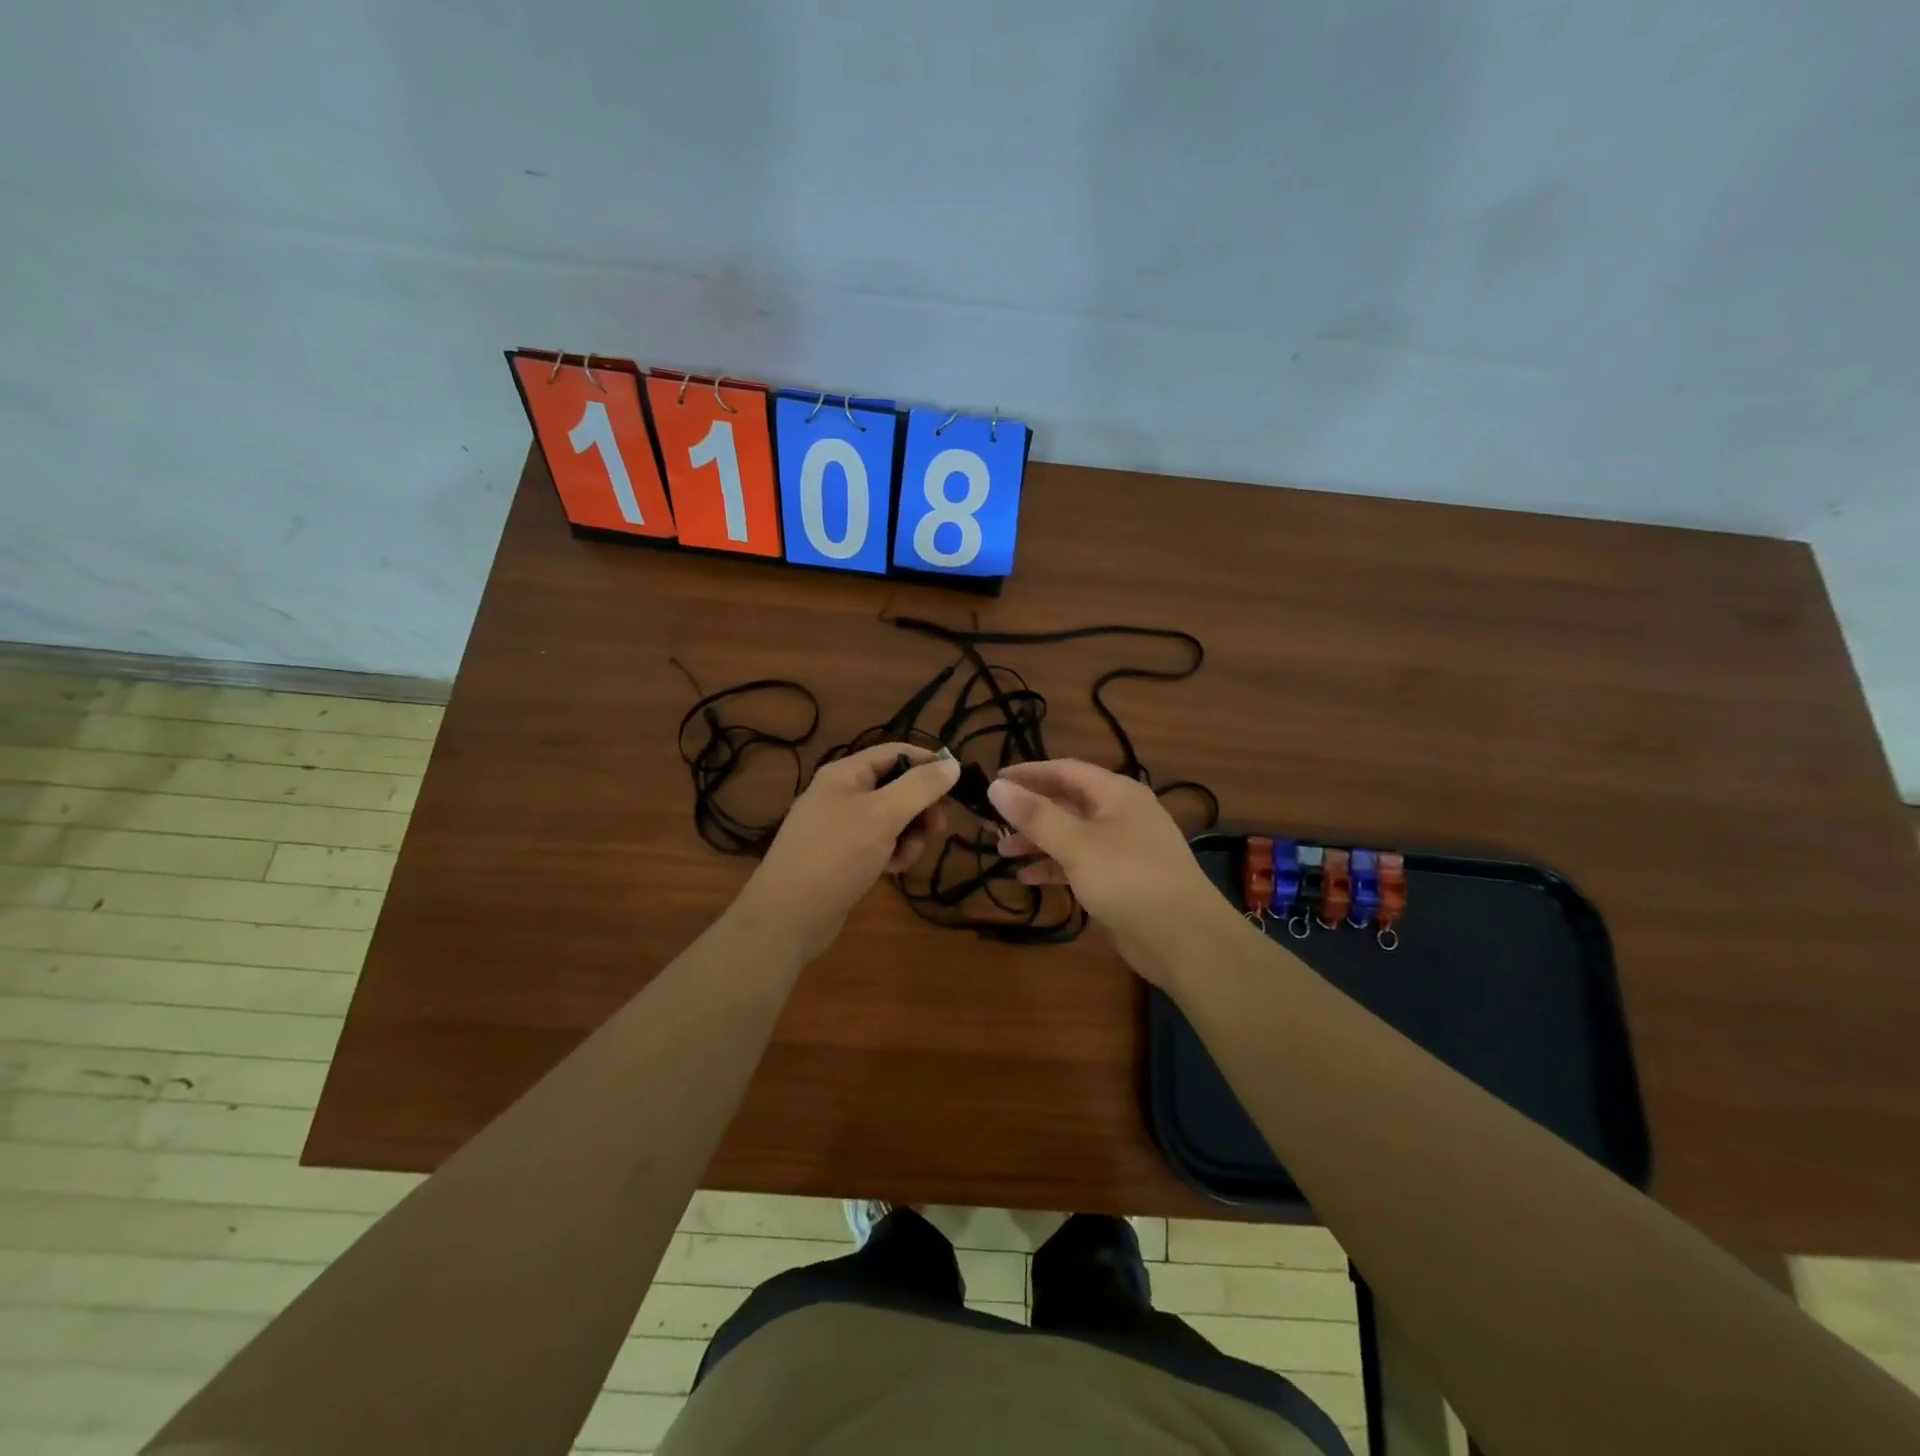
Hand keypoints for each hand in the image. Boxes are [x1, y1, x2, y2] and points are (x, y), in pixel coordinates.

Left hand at [734, 743, 960, 961]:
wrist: (787, 916)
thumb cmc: (835, 856)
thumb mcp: (883, 816)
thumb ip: (920, 787)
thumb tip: (952, 764)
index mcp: (845, 773)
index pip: (896, 752)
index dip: (928, 763)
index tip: (957, 785)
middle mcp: (841, 793)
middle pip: (896, 786)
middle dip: (920, 807)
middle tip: (938, 829)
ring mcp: (839, 825)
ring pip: (891, 818)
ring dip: (909, 835)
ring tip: (906, 857)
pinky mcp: (841, 855)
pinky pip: (878, 842)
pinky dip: (891, 852)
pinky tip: (892, 871)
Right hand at [988, 759, 1243, 986]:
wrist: (1184, 937)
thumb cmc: (1129, 878)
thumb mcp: (1076, 844)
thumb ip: (1035, 815)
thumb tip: (996, 786)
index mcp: (1116, 793)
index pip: (1065, 770)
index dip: (1028, 773)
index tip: (994, 782)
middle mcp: (1121, 813)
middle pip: (1067, 802)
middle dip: (1030, 812)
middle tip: (993, 823)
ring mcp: (1123, 847)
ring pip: (1072, 834)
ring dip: (1039, 841)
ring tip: (1004, 852)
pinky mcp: (1122, 879)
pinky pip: (1081, 863)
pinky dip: (1055, 867)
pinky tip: (1028, 879)